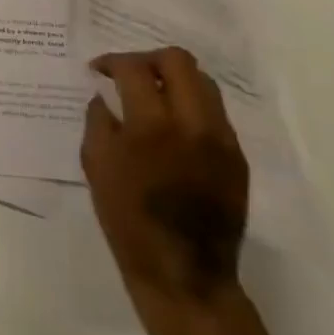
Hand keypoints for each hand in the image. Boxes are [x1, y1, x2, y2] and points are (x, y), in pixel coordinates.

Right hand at [81, 46, 249, 330]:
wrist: (185, 275)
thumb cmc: (130, 222)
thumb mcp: (96, 167)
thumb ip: (98, 121)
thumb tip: (105, 96)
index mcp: (152, 126)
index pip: (134, 68)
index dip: (112, 61)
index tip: (99, 70)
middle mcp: (192, 123)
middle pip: (178, 60)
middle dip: (148, 59)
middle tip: (130, 75)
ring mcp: (221, 139)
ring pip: (203, 82)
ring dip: (174, 79)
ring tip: (154, 96)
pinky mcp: (237, 157)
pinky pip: (214, 113)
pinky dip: (191, 107)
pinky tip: (174, 128)